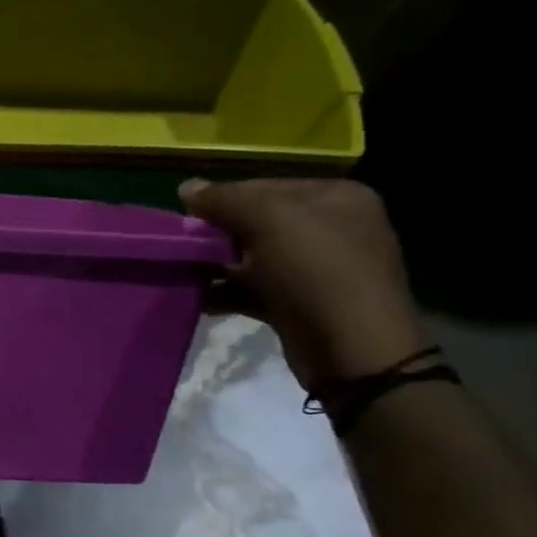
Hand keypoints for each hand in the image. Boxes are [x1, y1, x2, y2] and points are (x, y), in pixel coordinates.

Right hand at [180, 177, 429, 389]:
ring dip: (217, 265)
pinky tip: (199, 299)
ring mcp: (318, 269)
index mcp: (336, 197)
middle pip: (258, 222)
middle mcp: (332, 228)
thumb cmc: (316, 272)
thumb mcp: (269, 221)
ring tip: (183, 273)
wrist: (353, 350)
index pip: (265, 186)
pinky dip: (227, 293)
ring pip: (254, 258)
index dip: (224, 199)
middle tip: (183, 246)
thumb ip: (225, 200)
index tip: (187, 216)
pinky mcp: (301, 304)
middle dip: (218, 235)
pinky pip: (255, 290)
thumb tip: (185, 187)